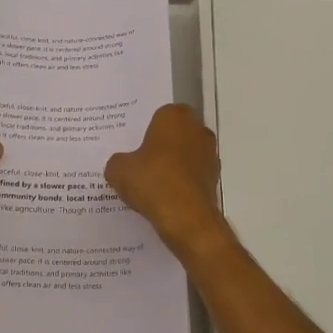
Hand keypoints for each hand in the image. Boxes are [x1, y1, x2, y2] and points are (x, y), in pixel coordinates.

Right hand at [104, 104, 227, 255]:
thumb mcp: (119, 170)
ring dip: (172, 165)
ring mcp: (209, 154)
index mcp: (175, 116)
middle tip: (138, 161)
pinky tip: (163, 197)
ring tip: (149, 183)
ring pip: (185, 155)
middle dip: (160, 146)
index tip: (133, 144)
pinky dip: (180, 183)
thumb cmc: (152, 180)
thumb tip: (121, 165)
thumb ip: (118, 161)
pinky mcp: (214, 179)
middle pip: (175, 134)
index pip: (159, 115)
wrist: (186, 217)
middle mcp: (197, 129)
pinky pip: (191, 176)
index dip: (146, 129)